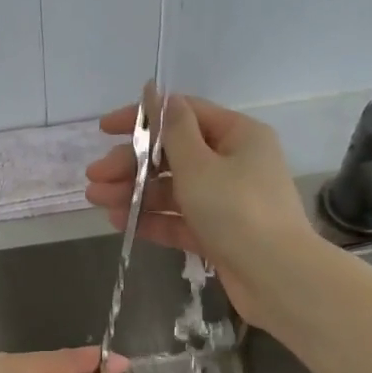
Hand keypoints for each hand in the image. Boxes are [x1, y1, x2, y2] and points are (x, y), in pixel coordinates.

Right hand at [84, 91, 312, 325]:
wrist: (277, 278)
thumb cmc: (237, 211)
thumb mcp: (200, 165)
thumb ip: (174, 130)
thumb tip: (159, 94)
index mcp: (238, 136)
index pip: (183, 115)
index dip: (142, 119)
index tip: (104, 129)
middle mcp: (234, 163)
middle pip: (173, 155)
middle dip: (131, 164)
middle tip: (94, 178)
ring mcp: (226, 201)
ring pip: (172, 190)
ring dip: (135, 192)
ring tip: (97, 201)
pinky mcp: (218, 234)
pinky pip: (180, 220)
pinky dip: (152, 219)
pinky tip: (120, 222)